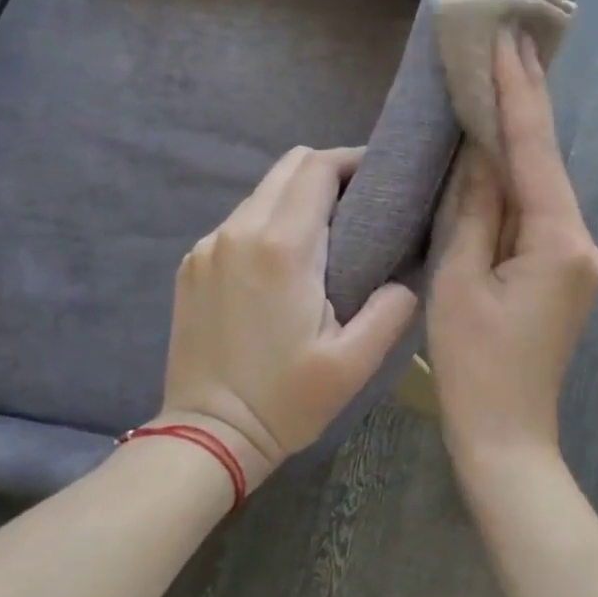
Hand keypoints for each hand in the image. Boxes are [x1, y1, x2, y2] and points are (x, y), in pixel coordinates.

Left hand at [156, 146, 419, 485]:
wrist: (207, 436)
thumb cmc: (285, 400)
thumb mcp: (355, 363)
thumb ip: (391, 308)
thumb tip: (406, 276)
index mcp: (281, 248)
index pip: (317, 169)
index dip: (354, 160)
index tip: (383, 177)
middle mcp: (237, 231)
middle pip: (287, 168)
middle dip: (329, 171)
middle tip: (364, 201)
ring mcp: (207, 246)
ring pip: (262, 193)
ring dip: (299, 197)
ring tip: (332, 231)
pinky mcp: (192, 265)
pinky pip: (239, 221)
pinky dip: (271, 221)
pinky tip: (289, 260)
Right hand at [429, 33, 597, 475]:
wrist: (507, 436)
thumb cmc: (474, 366)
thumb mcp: (461, 281)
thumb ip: (474, 210)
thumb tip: (481, 153)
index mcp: (559, 240)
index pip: (535, 151)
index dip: (520, 94)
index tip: (512, 38)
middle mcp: (582, 242)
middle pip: (545, 165)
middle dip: (524, 108)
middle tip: (509, 43)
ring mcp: (579, 260)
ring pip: (542, 190)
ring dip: (518, 145)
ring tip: (498, 81)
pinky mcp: (566, 274)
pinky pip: (539, 216)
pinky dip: (517, 186)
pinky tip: (498, 154)